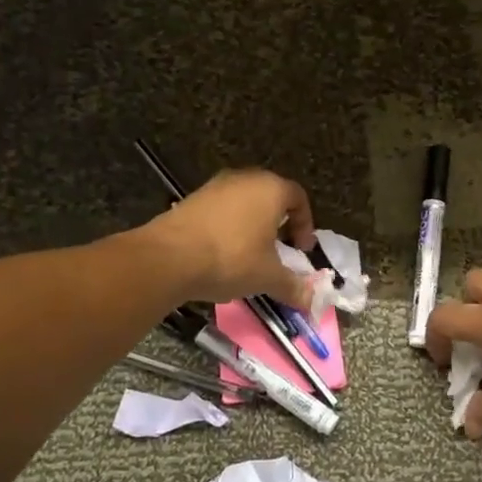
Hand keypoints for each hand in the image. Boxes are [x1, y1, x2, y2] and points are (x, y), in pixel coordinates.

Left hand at [145, 169, 317, 307]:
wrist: (168, 258)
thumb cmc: (231, 259)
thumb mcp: (267, 277)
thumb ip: (293, 287)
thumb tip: (312, 302)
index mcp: (271, 189)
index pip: (299, 198)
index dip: (305, 224)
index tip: (302, 250)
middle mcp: (245, 179)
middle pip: (271, 197)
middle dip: (279, 224)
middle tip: (280, 251)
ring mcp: (215, 186)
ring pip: (244, 203)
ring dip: (252, 225)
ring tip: (250, 255)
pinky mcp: (192, 198)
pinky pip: (221, 210)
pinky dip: (228, 227)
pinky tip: (222, 254)